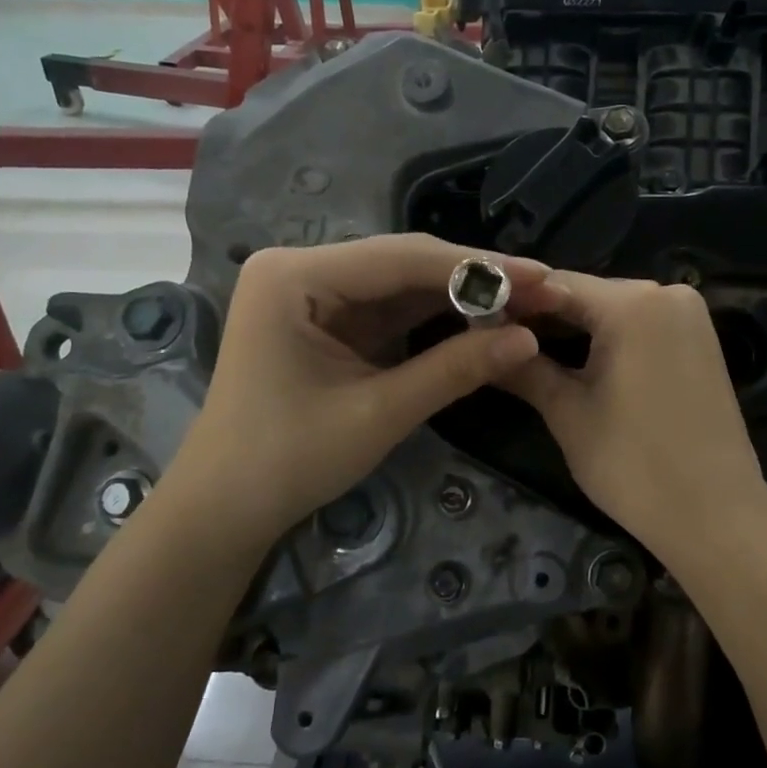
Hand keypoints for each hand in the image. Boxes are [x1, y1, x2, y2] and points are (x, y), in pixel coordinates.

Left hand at [168, 234, 550, 543]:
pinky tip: (479, 318)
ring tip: (523, 301)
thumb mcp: (378, 413)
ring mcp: (312, 294)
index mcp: (295, 276)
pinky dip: (434, 318)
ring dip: (459, 296)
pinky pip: (389, 310)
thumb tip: (529, 339)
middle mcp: (301, 269)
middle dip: (472, 279)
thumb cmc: (288, 460)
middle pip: (402, 264)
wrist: (226, 508)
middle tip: (541, 288)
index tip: (540, 275)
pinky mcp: (325, 320)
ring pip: (401, 285)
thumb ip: (454, 370)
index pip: (401, 259)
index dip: (476, 268)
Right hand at [504, 274, 766, 561]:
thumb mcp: (568, 413)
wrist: (715, 515)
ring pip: (613, 310)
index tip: (477, 324)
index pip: (554, 285)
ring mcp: (689, 316)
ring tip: (528, 355)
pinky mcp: (700, 340)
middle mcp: (667, 293)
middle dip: (542, 317)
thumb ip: (524, 369)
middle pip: (586, 294)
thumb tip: (480, 344)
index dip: (512, 303)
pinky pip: (640, 326)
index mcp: (633, 303)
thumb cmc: (635, 464)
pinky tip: (577, 361)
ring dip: (574, 329)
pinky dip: (608, 339)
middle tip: (496, 343)